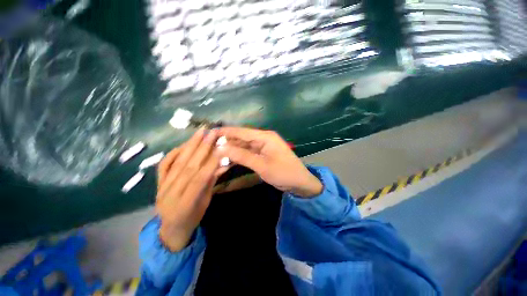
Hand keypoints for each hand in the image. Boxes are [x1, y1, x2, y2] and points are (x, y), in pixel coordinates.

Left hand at [156, 128, 225, 251]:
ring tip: (200, 132)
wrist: (170, 228)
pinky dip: (174, 153)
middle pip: (188, 166)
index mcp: (185, 204)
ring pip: (177, 163)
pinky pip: (164, 165)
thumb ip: (211, 182)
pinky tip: (184, 144)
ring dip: (190, 145)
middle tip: (211, 133)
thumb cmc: (192, 217)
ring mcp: (161, 187)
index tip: (221, 147)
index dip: (211, 162)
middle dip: (202, 148)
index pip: (200, 178)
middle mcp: (170, 193)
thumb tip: (222, 164)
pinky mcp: (157, 183)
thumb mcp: (205, 203)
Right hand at [216, 127, 322, 197]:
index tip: (210, 133)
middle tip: (210, 145)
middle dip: (227, 141)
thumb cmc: (283, 173)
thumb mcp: (261, 165)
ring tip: (216, 152)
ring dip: (232, 149)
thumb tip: (222, 148)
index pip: (242, 132)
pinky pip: (249, 152)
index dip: (226, 132)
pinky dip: (240, 155)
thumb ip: (242, 156)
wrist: (300, 182)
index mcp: (265, 137)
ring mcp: (263, 146)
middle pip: (242, 138)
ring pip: (244, 145)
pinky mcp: (263, 154)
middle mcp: (263, 138)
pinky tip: (229, 158)